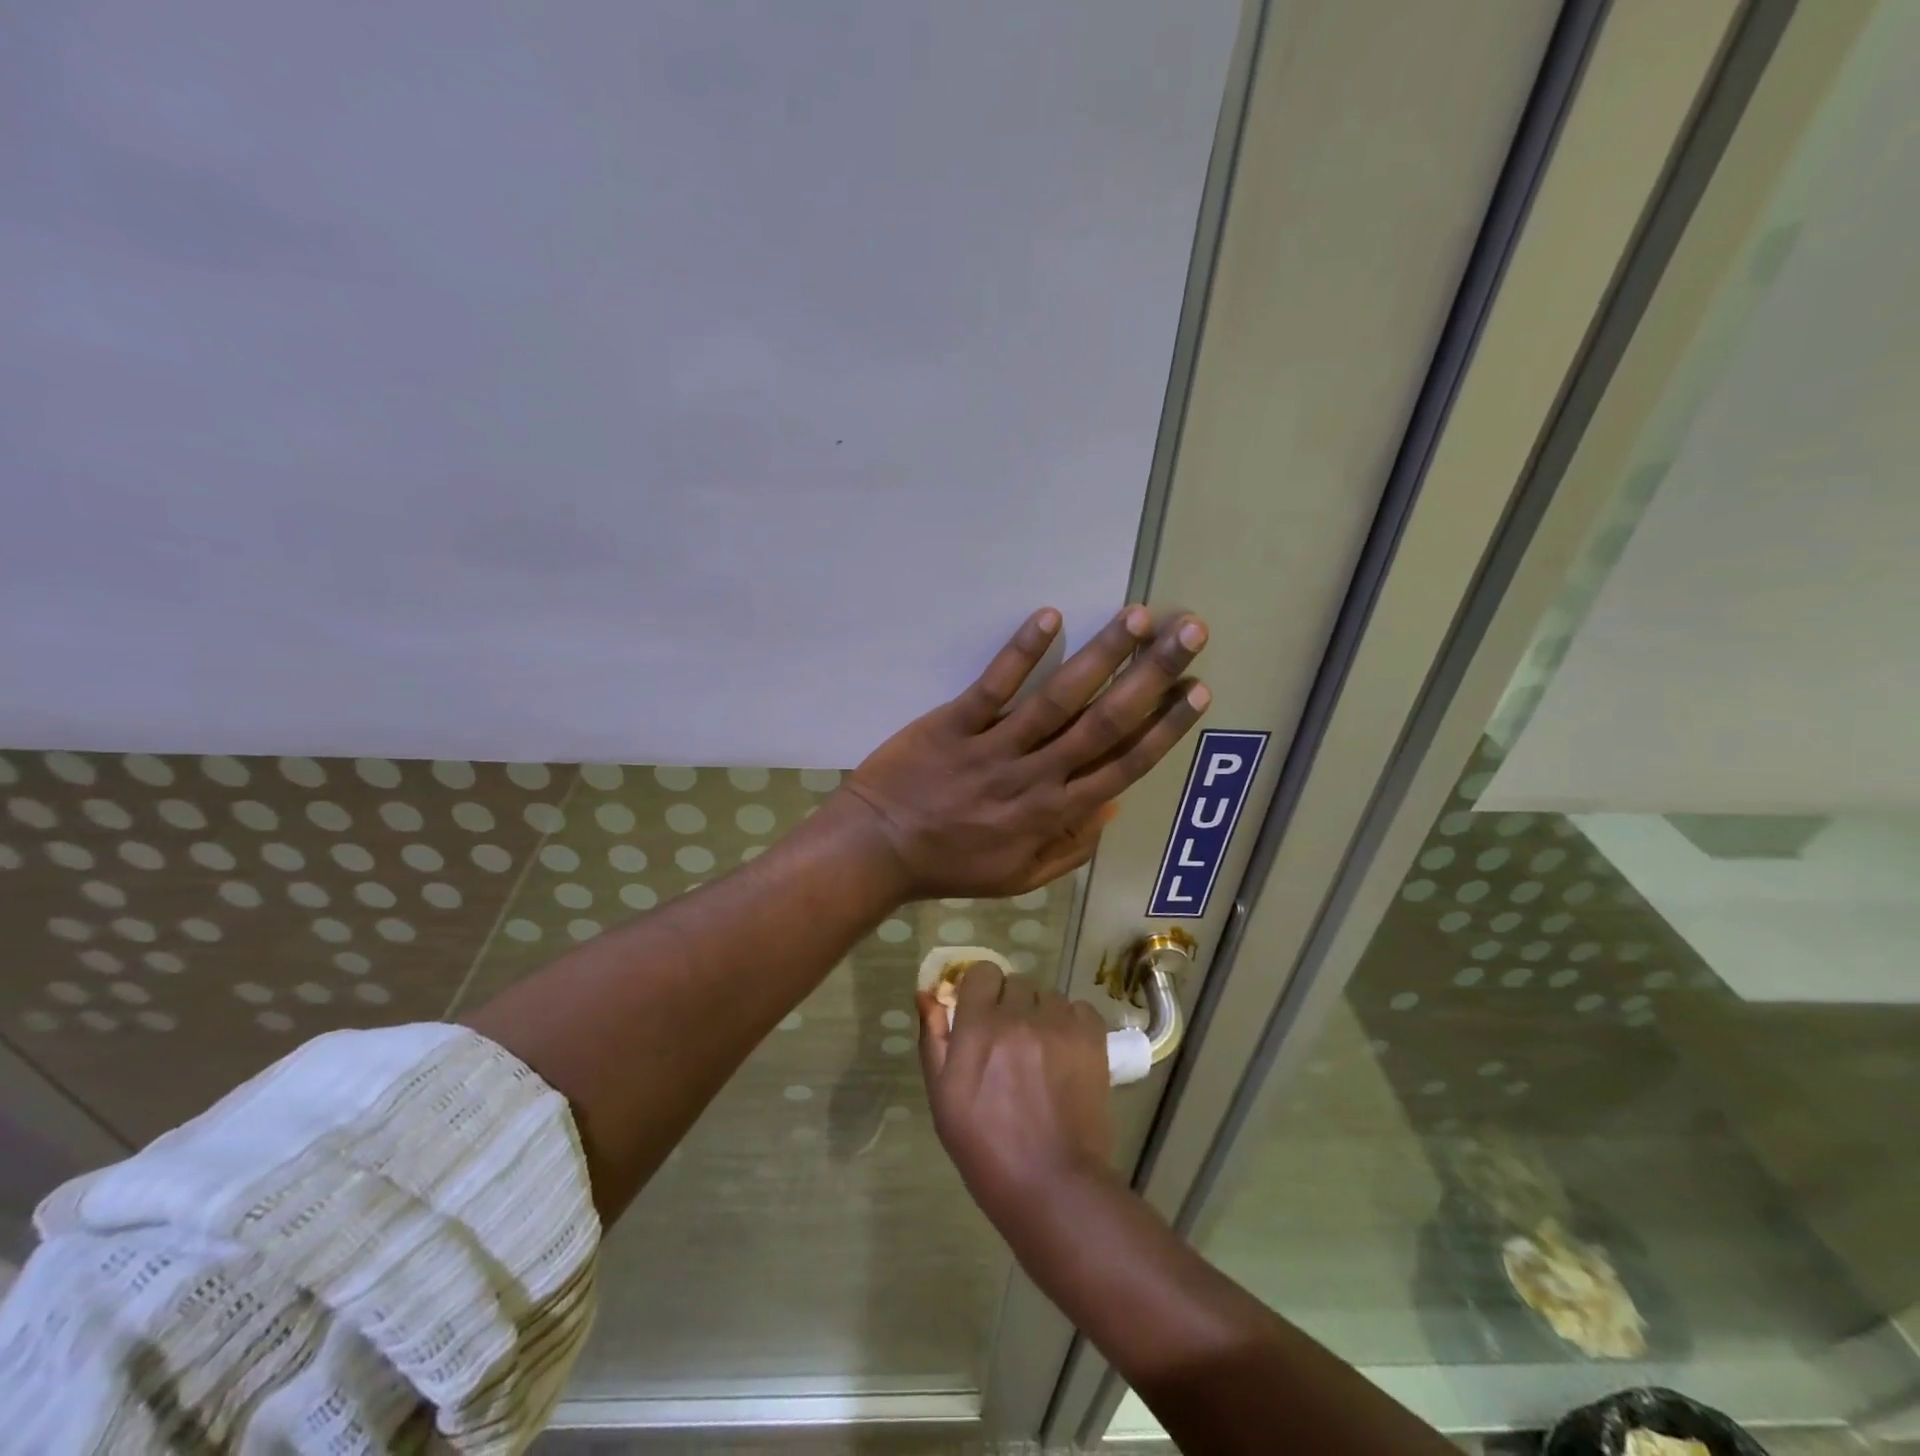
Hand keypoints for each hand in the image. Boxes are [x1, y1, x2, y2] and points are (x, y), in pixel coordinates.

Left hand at [841, 604, 1209, 899]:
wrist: (876, 850)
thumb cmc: (949, 865)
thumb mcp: (1018, 877)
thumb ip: (1069, 848)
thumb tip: (1113, 807)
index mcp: (1052, 814)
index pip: (1123, 766)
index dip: (1165, 728)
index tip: (1198, 690)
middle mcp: (1034, 777)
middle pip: (1104, 723)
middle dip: (1151, 677)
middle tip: (1189, 633)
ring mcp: (993, 748)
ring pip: (1058, 699)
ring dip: (1101, 655)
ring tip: (1138, 617)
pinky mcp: (952, 724)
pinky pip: (993, 687)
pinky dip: (1021, 653)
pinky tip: (1050, 616)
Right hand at [918, 962, 1115, 1225]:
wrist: (1053, 1185)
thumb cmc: (986, 1148)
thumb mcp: (943, 1097)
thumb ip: (934, 1039)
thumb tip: (928, 994)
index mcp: (979, 1027)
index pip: (981, 972)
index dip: (979, 990)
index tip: (980, 1014)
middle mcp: (1020, 1016)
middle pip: (1015, 983)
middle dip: (1009, 1004)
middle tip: (1009, 1042)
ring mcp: (1059, 1025)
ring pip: (1047, 995)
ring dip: (1040, 1014)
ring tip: (1040, 1051)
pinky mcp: (1092, 1038)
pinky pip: (1078, 1008)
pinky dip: (1071, 1023)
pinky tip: (1066, 1052)